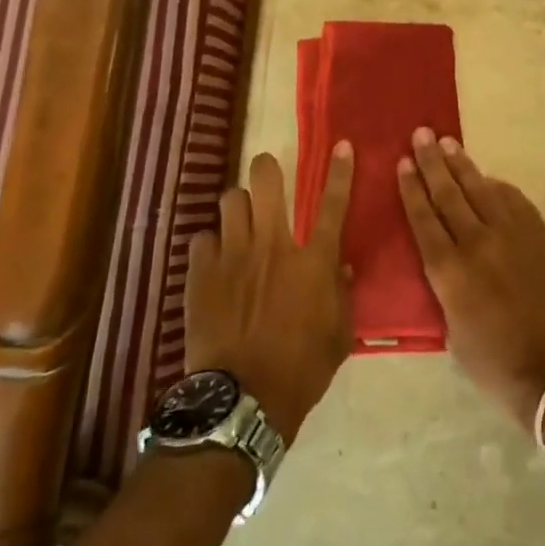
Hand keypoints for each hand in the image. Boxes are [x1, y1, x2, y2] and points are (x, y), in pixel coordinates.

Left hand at [185, 147, 354, 440]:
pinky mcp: (202, 274)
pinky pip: (203, 238)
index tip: (342, 145)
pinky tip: (214, 259)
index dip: (340, 171)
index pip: (333, 204)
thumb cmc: (302, 369)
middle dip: (266, 167)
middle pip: (266, 182)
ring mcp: (233, 256)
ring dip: (238, 205)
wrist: (243, 400)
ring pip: (230, 200)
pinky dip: (211, 243)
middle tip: (267, 173)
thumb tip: (341, 266)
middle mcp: (273, 246)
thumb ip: (342, 294)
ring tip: (239, 219)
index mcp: (313, 260)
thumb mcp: (339, 335)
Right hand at [396, 129, 544, 430]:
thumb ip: (448, 293)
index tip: (403, 163)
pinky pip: (514, 201)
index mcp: (449, 271)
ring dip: (462, 165)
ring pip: (481, 189)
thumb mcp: (455, 336)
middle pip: (449, 194)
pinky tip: (489, 178)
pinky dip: (498, 186)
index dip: (412, 189)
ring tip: (448, 143)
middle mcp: (477, 243)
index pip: (424, 219)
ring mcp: (513, 234)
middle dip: (432, 163)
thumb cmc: (501, 365)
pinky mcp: (541, 234)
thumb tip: (450, 269)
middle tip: (421, 135)